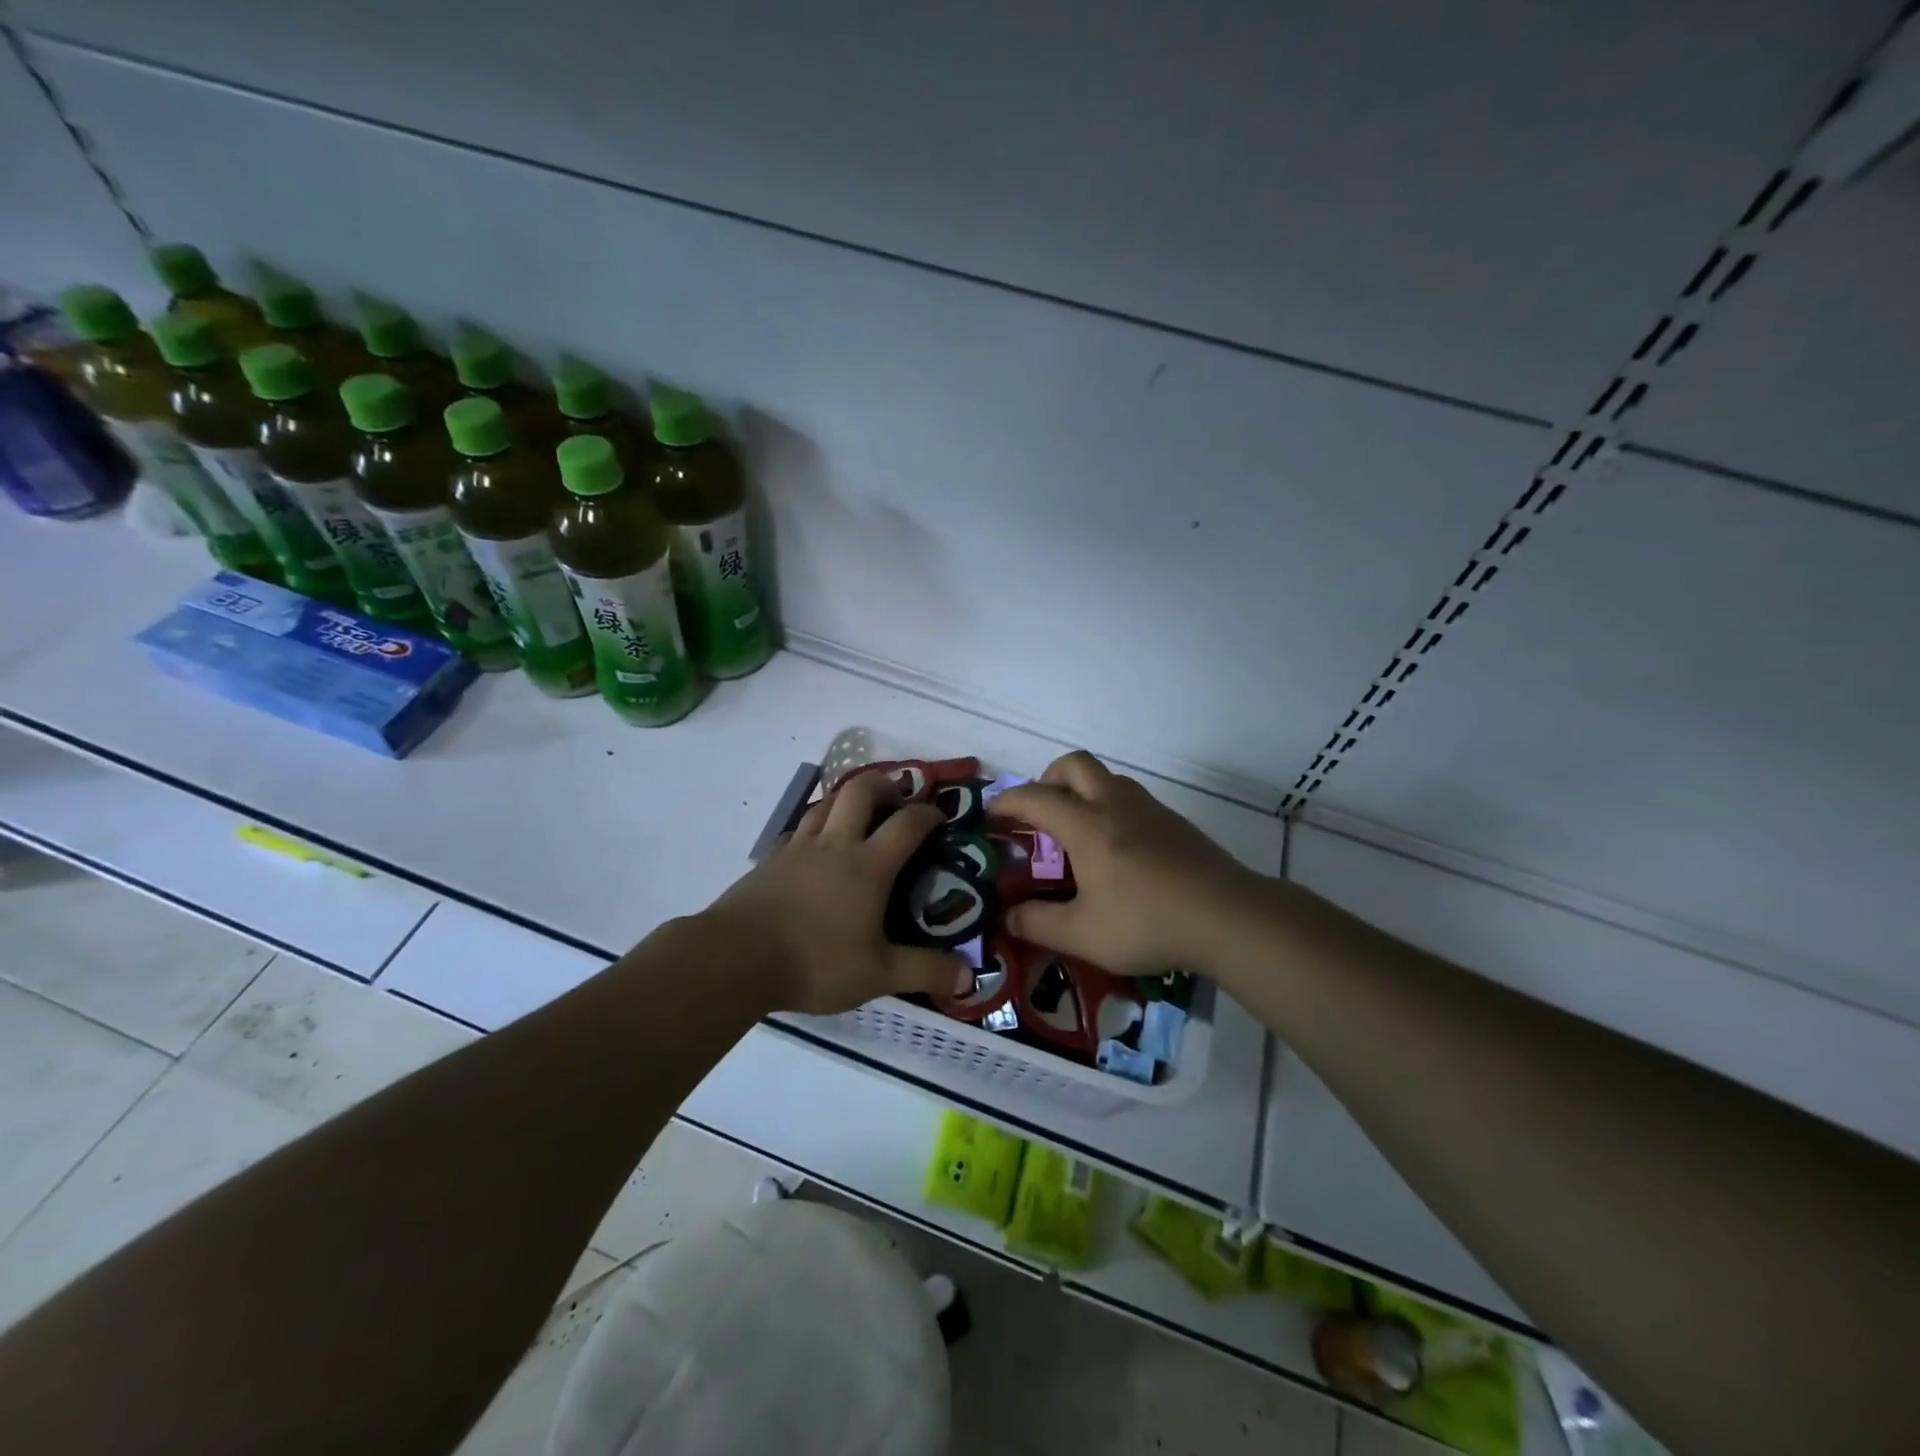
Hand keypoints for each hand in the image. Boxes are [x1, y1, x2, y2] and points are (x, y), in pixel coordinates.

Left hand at [705, 770, 970, 1014]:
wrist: (735, 958)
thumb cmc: (815, 961)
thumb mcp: (878, 974)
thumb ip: (924, 971)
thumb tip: (968, 975)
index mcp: (868, 864)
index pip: (907, 823)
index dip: (928, 814)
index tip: (940, 818)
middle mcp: (835, 844)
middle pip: (861, 789)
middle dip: (885, 785)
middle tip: (896, 803)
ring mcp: (798, 848)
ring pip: (825, 803)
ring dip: (846, 801)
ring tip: (857, 819)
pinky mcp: (769, 860)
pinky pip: (798, 831)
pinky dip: (814, 830)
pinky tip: (814, 852)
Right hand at [990, 751, 1263, 976]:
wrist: (1227, 917)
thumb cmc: (1147, 922)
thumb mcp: (1082, 934)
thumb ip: (1037, 923)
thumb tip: (1006, 917)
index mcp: (1086, 825)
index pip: (1035, 797)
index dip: (1006, 802)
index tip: (990, 815)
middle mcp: (1114, 804)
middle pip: (1074, 764)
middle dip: (1047, 780)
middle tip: (1038, 815)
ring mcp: (1148, 809)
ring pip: (1105, 778)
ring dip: (1081, 791)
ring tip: (1075, 833)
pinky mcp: (1173, 822)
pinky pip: (1129, 797)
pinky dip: (1108, 807)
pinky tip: (1116, 850)